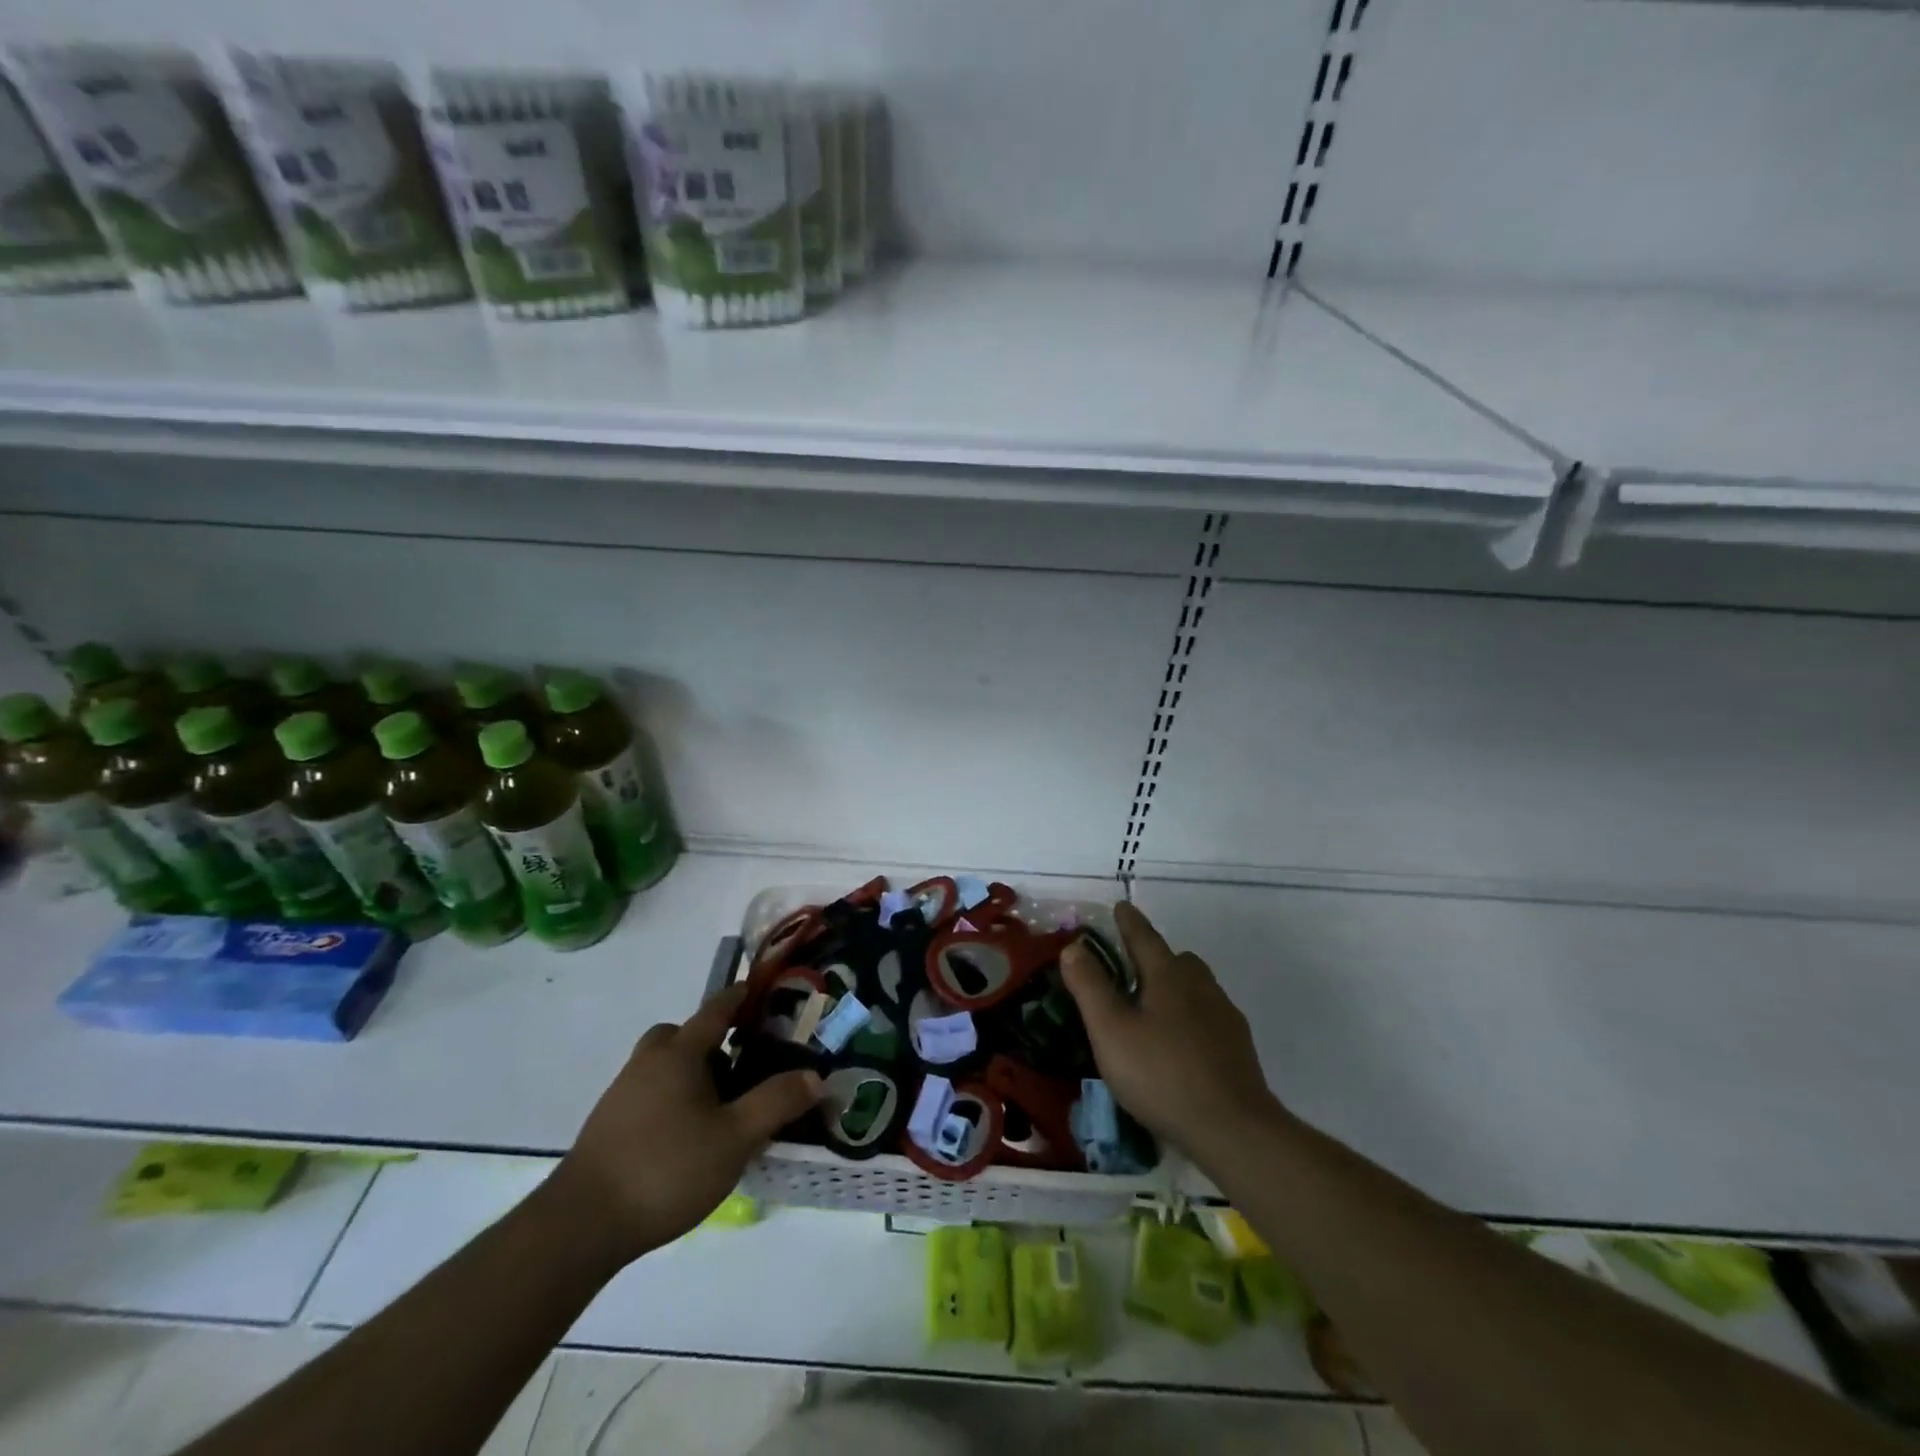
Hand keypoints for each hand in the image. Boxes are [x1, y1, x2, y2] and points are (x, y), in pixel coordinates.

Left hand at [547, 985, 822, 1264]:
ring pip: (664, 1066)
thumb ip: (776, 1102)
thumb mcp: (735, 1138)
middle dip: (711, 1040)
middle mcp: (649, 1063)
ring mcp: (623, 1095)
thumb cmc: (666, 1168)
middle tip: (740, 1063)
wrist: (580, 1226)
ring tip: (721, 1108)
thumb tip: (815, 1075)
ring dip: (691, 1073)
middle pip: (682, 1035)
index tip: (761, 989)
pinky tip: (688, 1137)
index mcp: (680, 1053)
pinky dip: (672, 1100)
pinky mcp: (609, 1127)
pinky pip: (650, 1094)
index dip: (740, 997)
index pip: (716, 1009)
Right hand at [1062, 902, 1281, 1162]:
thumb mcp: (1110, 1030)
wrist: (1233, 1128)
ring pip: (1195, 987)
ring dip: (1174, 987)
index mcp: (1168, 975)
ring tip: (1152, 1008)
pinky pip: (1208, 1016)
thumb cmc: (1161, 1074)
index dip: (1129, 922)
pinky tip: (1179, 1043)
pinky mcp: (1238, 1047)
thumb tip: (1074, 946)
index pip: (1144, 937)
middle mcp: (1200, 985)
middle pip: (1176, 959)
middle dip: (1154, 956)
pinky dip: (1189, 1017)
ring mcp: (1224, 1016)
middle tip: (1131, 967)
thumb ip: (1090, 986)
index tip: (1120, 906)